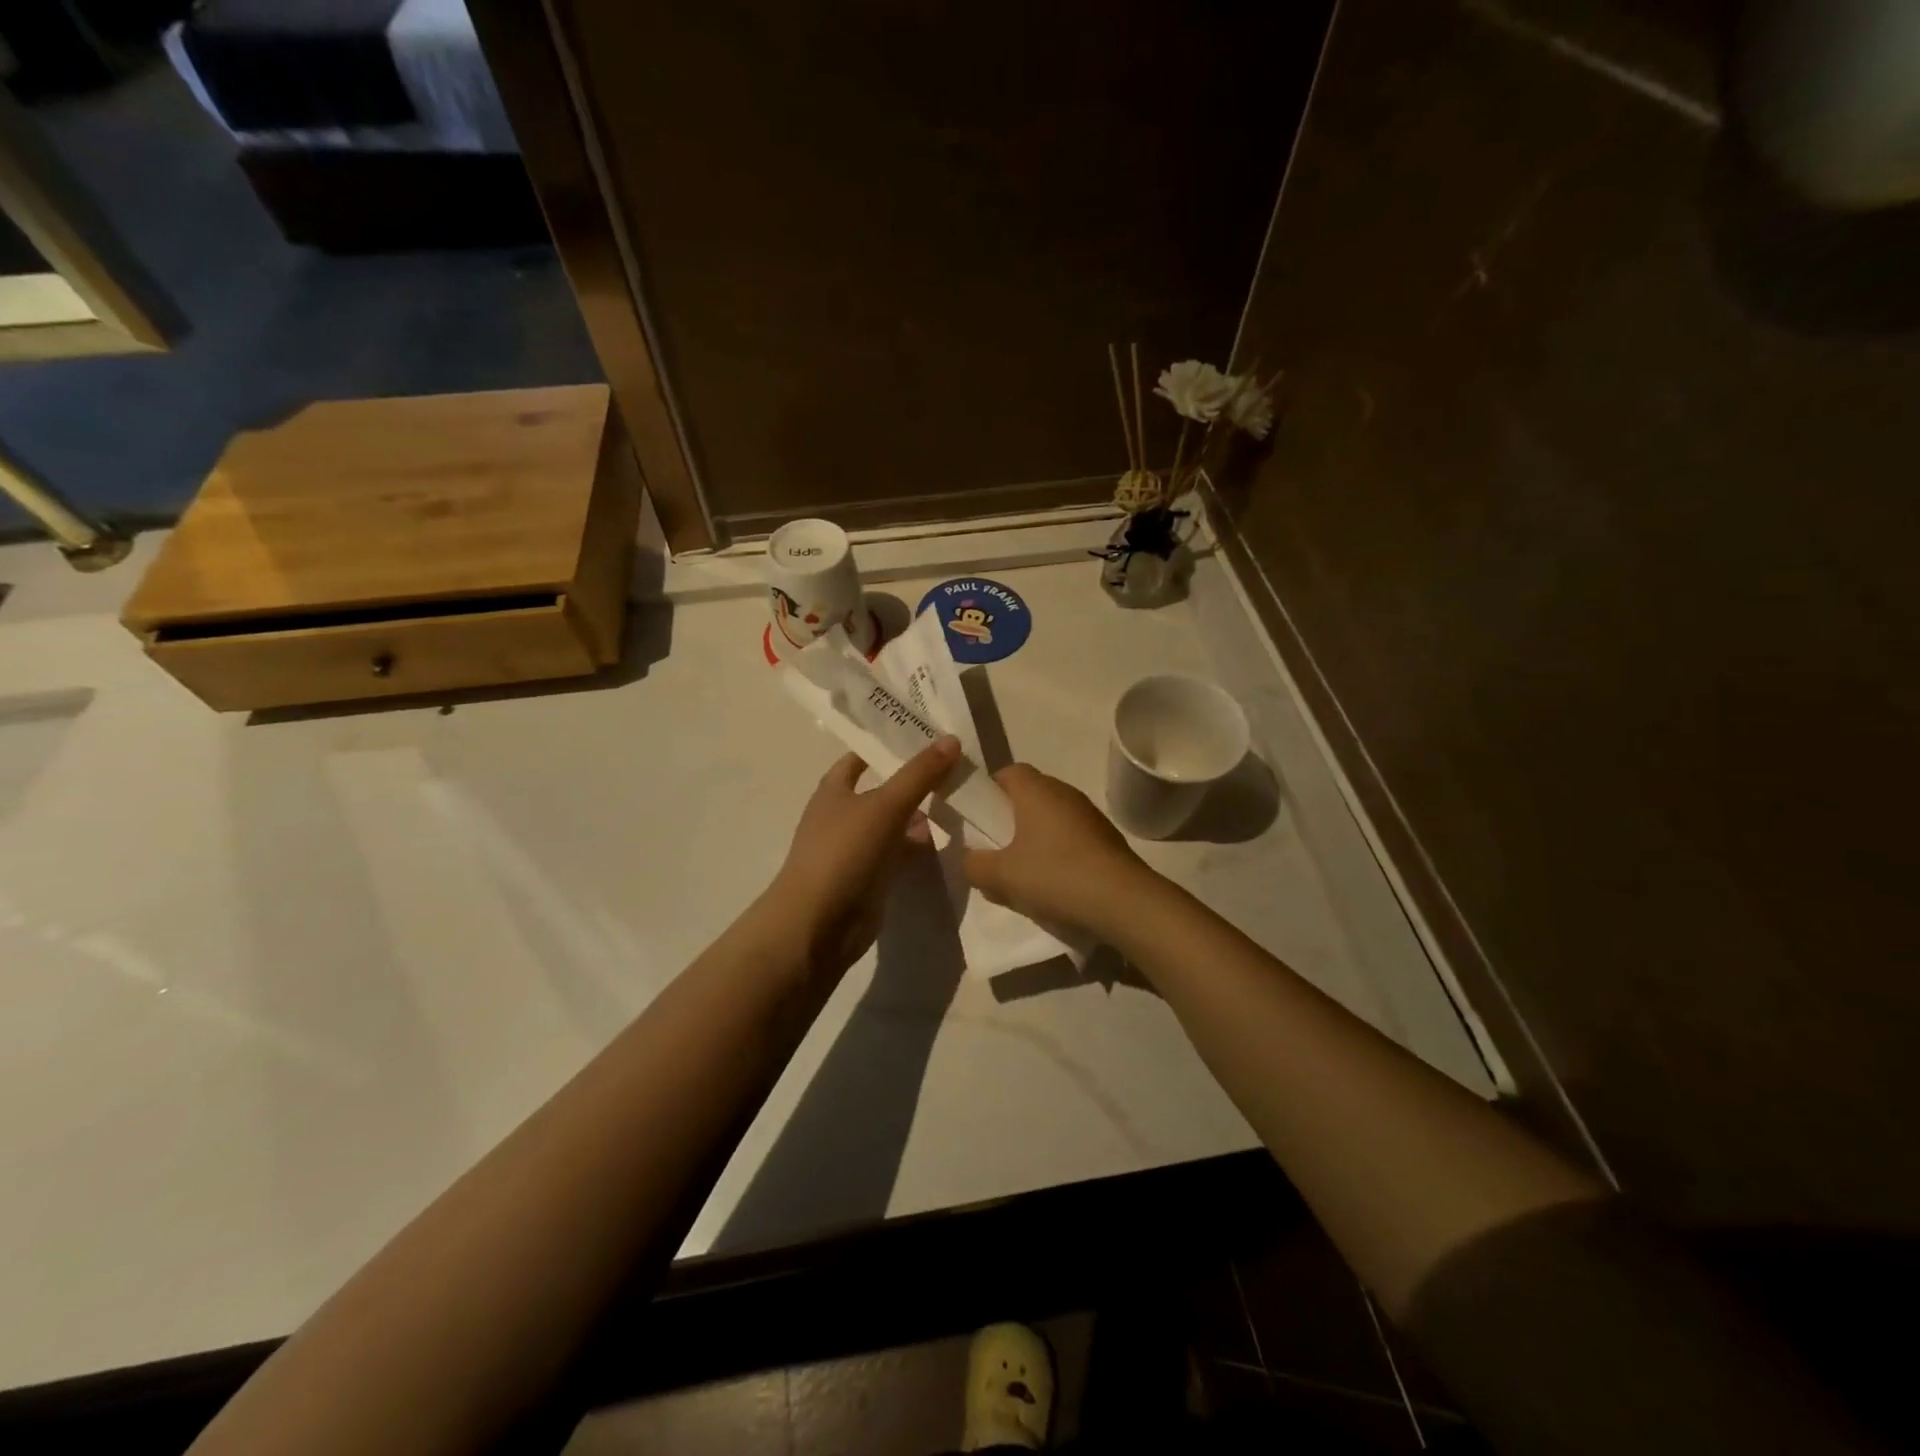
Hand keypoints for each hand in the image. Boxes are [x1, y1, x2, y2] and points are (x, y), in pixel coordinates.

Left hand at [766, 736, 962, 975]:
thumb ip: (919, 774)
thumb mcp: (885, 806)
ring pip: (894, 824)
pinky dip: (919, 848)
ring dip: (920, 815)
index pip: (861, 756)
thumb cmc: (844, 852)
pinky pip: (899, 854)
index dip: (888, 744)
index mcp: (834, 789)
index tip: (924, 734)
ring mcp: (856, 849)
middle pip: (882, 790)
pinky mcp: (870, 878)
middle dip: (914, 781)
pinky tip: (948, 841)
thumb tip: (952, 739)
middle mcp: (843, 815)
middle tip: (956, 766)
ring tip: (960, 800)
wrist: (818, 923)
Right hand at [963, 765, 1153, 935]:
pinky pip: (1072, 837)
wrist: (1123, 901)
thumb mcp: (1001, 876)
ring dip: (1035, 840)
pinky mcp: (1106, 838)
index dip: (990, 792)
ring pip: (1051, 819)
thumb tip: (970, 859)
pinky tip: (1055, 885)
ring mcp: (1089, 814)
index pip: (1008, 772)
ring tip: (1024, 875)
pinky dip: (1059, 853)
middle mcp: (1064, 792)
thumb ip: (974, 865)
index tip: (981, 819)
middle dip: (1010, 820)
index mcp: (1036, 789)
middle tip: (997, 851)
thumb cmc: (1054, 875)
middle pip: (1029, 796)